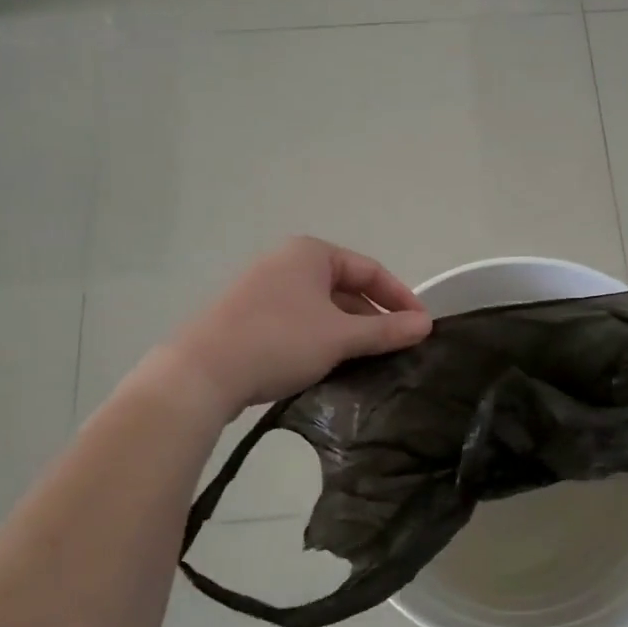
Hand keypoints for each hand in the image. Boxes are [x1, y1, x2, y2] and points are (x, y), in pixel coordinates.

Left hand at [150, 238, 431, 416]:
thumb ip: (386, 330)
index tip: (422, 328)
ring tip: (368, 362)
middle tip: (396, 349)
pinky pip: (299, 323)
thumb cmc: (279, 341)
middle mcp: (286, 263)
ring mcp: (264, 289)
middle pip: (346, 288)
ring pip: (322, 309)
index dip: (401, 298)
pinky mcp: (249, 317)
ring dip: (349, 333)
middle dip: (374, 318)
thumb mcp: (340, 337)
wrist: (202, 373)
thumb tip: (425, 325)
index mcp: (310, 253)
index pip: (370, 270)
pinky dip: (321, 340)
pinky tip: (330, 366)